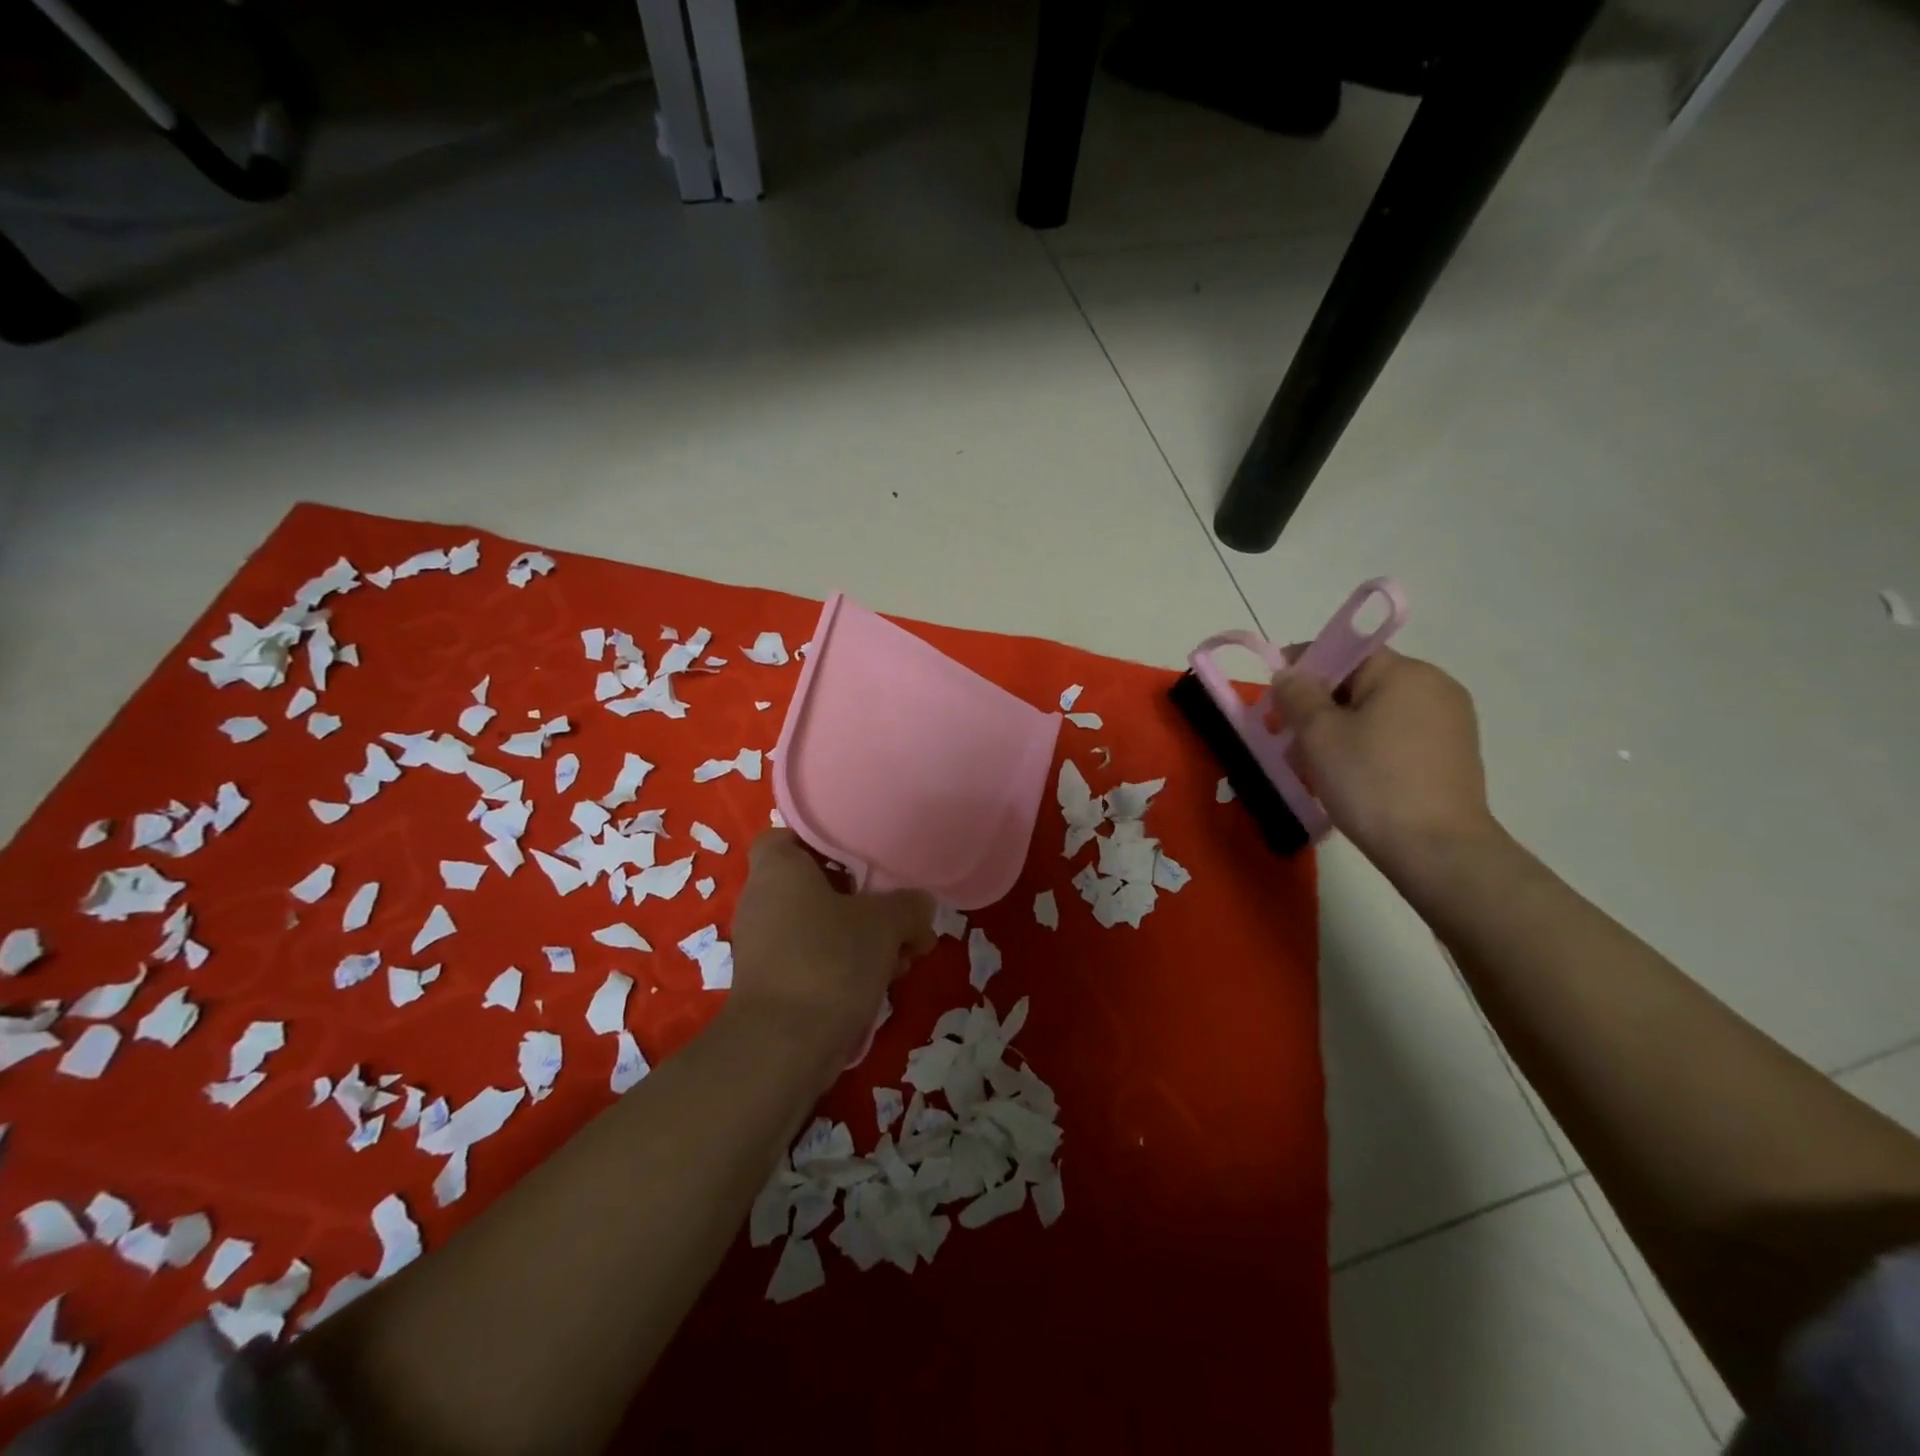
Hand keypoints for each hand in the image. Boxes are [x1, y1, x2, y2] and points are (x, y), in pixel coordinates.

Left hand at [726, 831, 935, 1072]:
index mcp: (778, 870)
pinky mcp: (772, 983)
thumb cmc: (829, 960)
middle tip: (901, 915)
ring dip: (864, 938)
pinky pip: (815, 958)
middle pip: (818, 885)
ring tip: (906, 957)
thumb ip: (909, 906)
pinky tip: (885, 982)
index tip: (863, 857)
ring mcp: (765, 945)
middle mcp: (762, 901)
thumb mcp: (885, 924)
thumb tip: (920, 905)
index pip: (791, 835)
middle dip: (865, 901)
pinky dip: (847, 965)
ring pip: (822, 926)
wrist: (782, 1047)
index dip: (826, 842)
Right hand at [1268, 647, 1499, 872]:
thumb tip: (1290, 674)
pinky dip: (1367, 745)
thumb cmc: (1371, 782)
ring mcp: (1450, 722)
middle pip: (1361, 682)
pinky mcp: (1452, 755)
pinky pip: (1397, 735)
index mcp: (1406, 673)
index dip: (1304, 666)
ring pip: (1377, 712)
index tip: (1275, 696)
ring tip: (1312, 764)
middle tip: (1286, 736)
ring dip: (1340, 728)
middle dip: (1319, 704)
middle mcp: (1435, 687)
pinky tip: (1348, 776)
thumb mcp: (1319, 735)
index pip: (1346, 651)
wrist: (1437, 850)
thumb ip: (1298, 694)